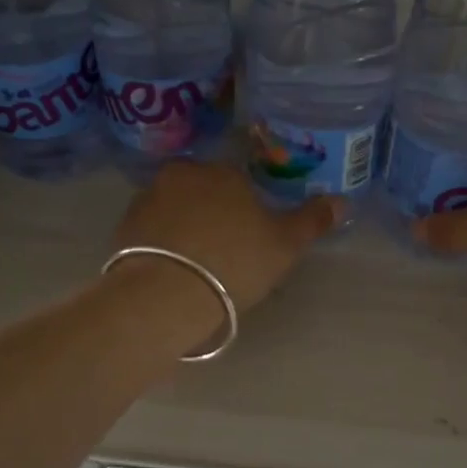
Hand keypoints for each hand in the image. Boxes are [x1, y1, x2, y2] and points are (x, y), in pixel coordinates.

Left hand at [109, 161, 341, 332]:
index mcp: (223, 172)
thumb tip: (343, 200)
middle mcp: (182, 175)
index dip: (246, 208)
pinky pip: (150, 229)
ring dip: (183, 226)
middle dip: (212, 212)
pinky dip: (160, 243)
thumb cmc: (234, 263)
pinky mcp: (123, 226)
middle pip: (203, 190)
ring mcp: (147, 198)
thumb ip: (312, 220)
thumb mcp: (284, 245)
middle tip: (223, 250)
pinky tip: (170, 270)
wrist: (165, 295)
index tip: (249, 237)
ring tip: (194, 264)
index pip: (238, 180)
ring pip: (174, 207)